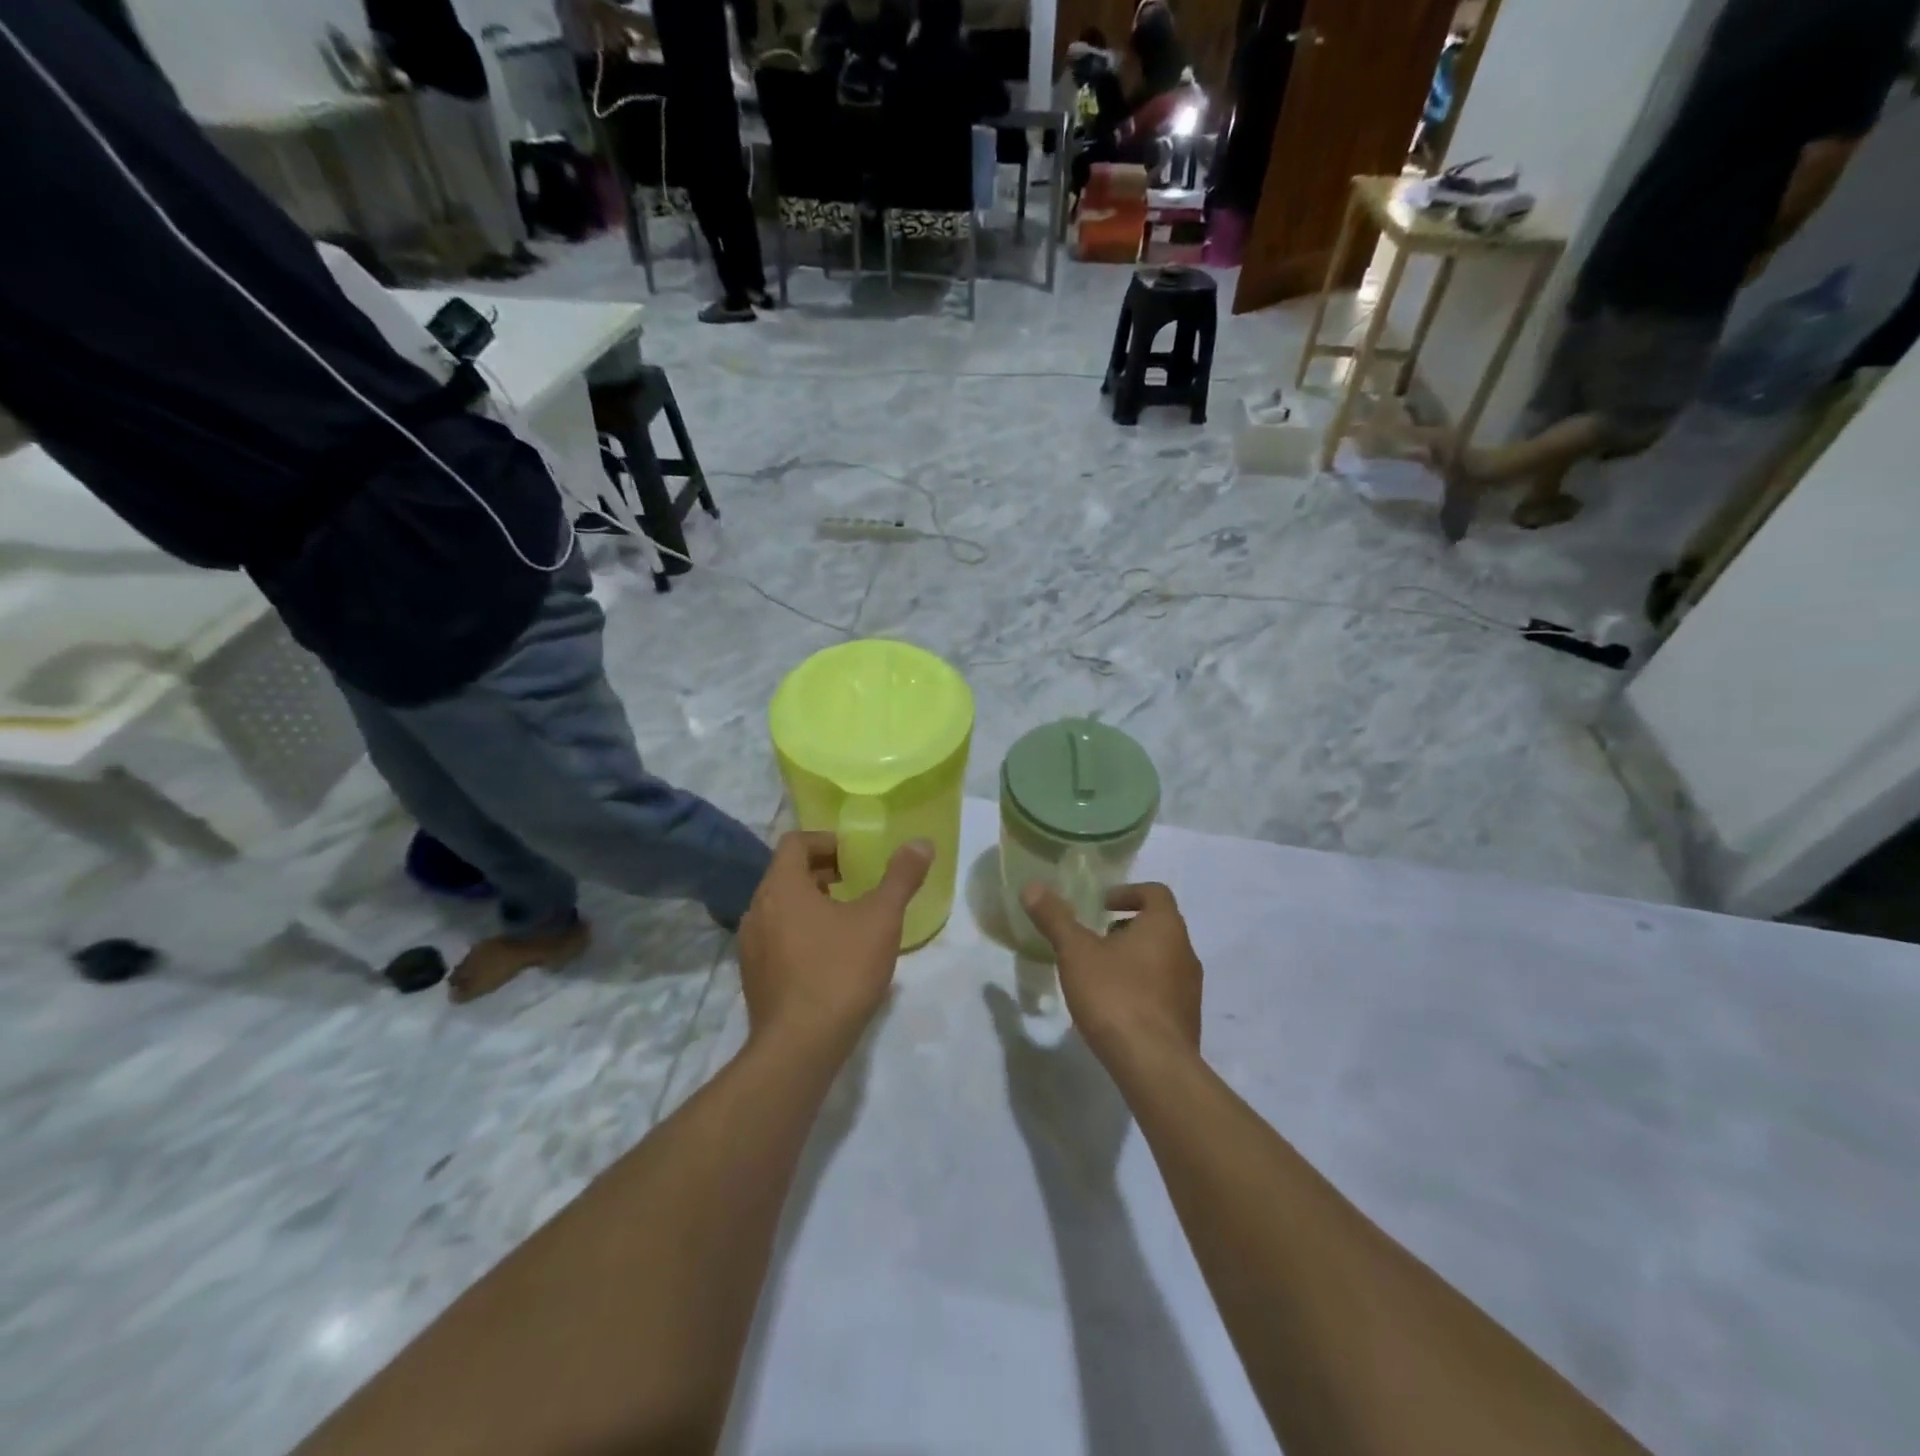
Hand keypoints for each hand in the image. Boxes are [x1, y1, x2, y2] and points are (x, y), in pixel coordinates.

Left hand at [738, 831, 931, 1045]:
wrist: (800, 1046)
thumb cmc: (840, 970)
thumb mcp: (881, 919)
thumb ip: (901, 877)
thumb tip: (922, 842)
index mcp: (781, 887)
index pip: (795, 842)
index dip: (826, 841)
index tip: (855, 856)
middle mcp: (757, 909)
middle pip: (786, 874)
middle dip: (822, 872)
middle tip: (857, 883)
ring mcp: (751, 945)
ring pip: (781, 907)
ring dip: (811, 903)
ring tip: (848, 919)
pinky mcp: (753, 976)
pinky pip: (776, 937)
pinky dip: (800, 932)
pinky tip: (831, 956)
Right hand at [1019, 882, 1202, 1060]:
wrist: (1154, 1066)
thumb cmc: (1115, 996)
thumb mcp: (1076, 953)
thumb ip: (1056, 919)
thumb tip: (1033, 887)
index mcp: (1165, 927)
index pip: (1155, 892)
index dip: (1127, 892)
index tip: (1100, 906)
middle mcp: (1185, 952)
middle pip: (1158, 926)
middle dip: (1126, 928)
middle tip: (1094, 939)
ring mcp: (1190, 989)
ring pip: (1162, 960)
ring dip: (1133, 959)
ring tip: (1099, 974)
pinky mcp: (1186, 1020)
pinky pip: (1163, 991)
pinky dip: (1140, 988)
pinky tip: (1113, 1007)